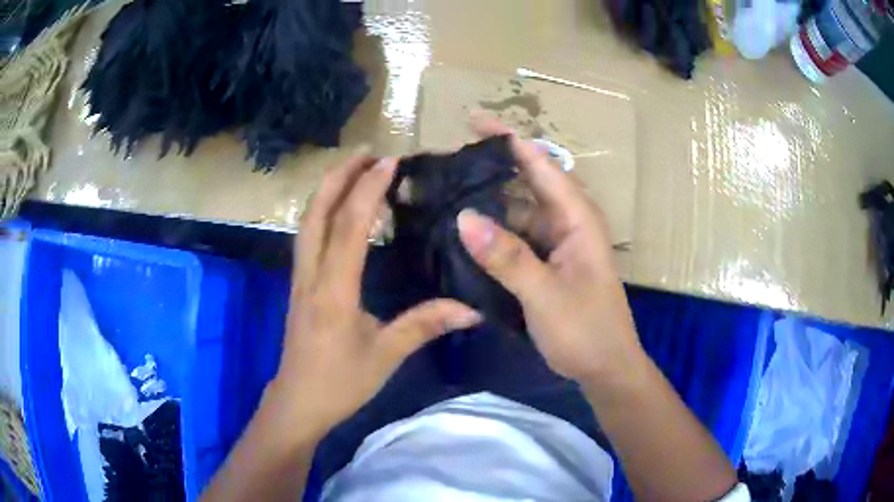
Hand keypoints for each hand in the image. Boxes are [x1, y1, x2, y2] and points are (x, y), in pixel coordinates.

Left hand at [270, 149, 481, 439]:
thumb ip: (425, 326)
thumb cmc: (340, 382)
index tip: (390, 162)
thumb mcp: (386, 356)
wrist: (298, 402)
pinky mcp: (298, 286)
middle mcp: (311, 275)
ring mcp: (299, 279)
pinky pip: (307, 237)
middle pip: (316, 213)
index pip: (349, 227)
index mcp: (334, 290)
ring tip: (353, 170)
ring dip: (328, 190)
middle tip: (366, 152)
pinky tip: (338, 211)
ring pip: (307, 222)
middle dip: (339, 176)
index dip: (368, 190)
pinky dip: (322, 212)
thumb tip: (472, 310)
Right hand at [458, 113, 644, 387]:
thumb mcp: (545, 295)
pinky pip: (517, 237)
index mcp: (577, 218)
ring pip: (519, 212)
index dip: (509, 139)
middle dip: (491, 169)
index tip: (473, 121)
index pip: (542, 165)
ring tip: (447, 195)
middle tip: (448, 163)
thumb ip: (508, 257)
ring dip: (488, 203)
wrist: (605, 367)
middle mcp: (568, 222)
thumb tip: (464, 218)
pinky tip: (466, 234)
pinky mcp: (548, 263)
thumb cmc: (585, 330)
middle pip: (527, 183)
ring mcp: (557, 244)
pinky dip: (494, 232)